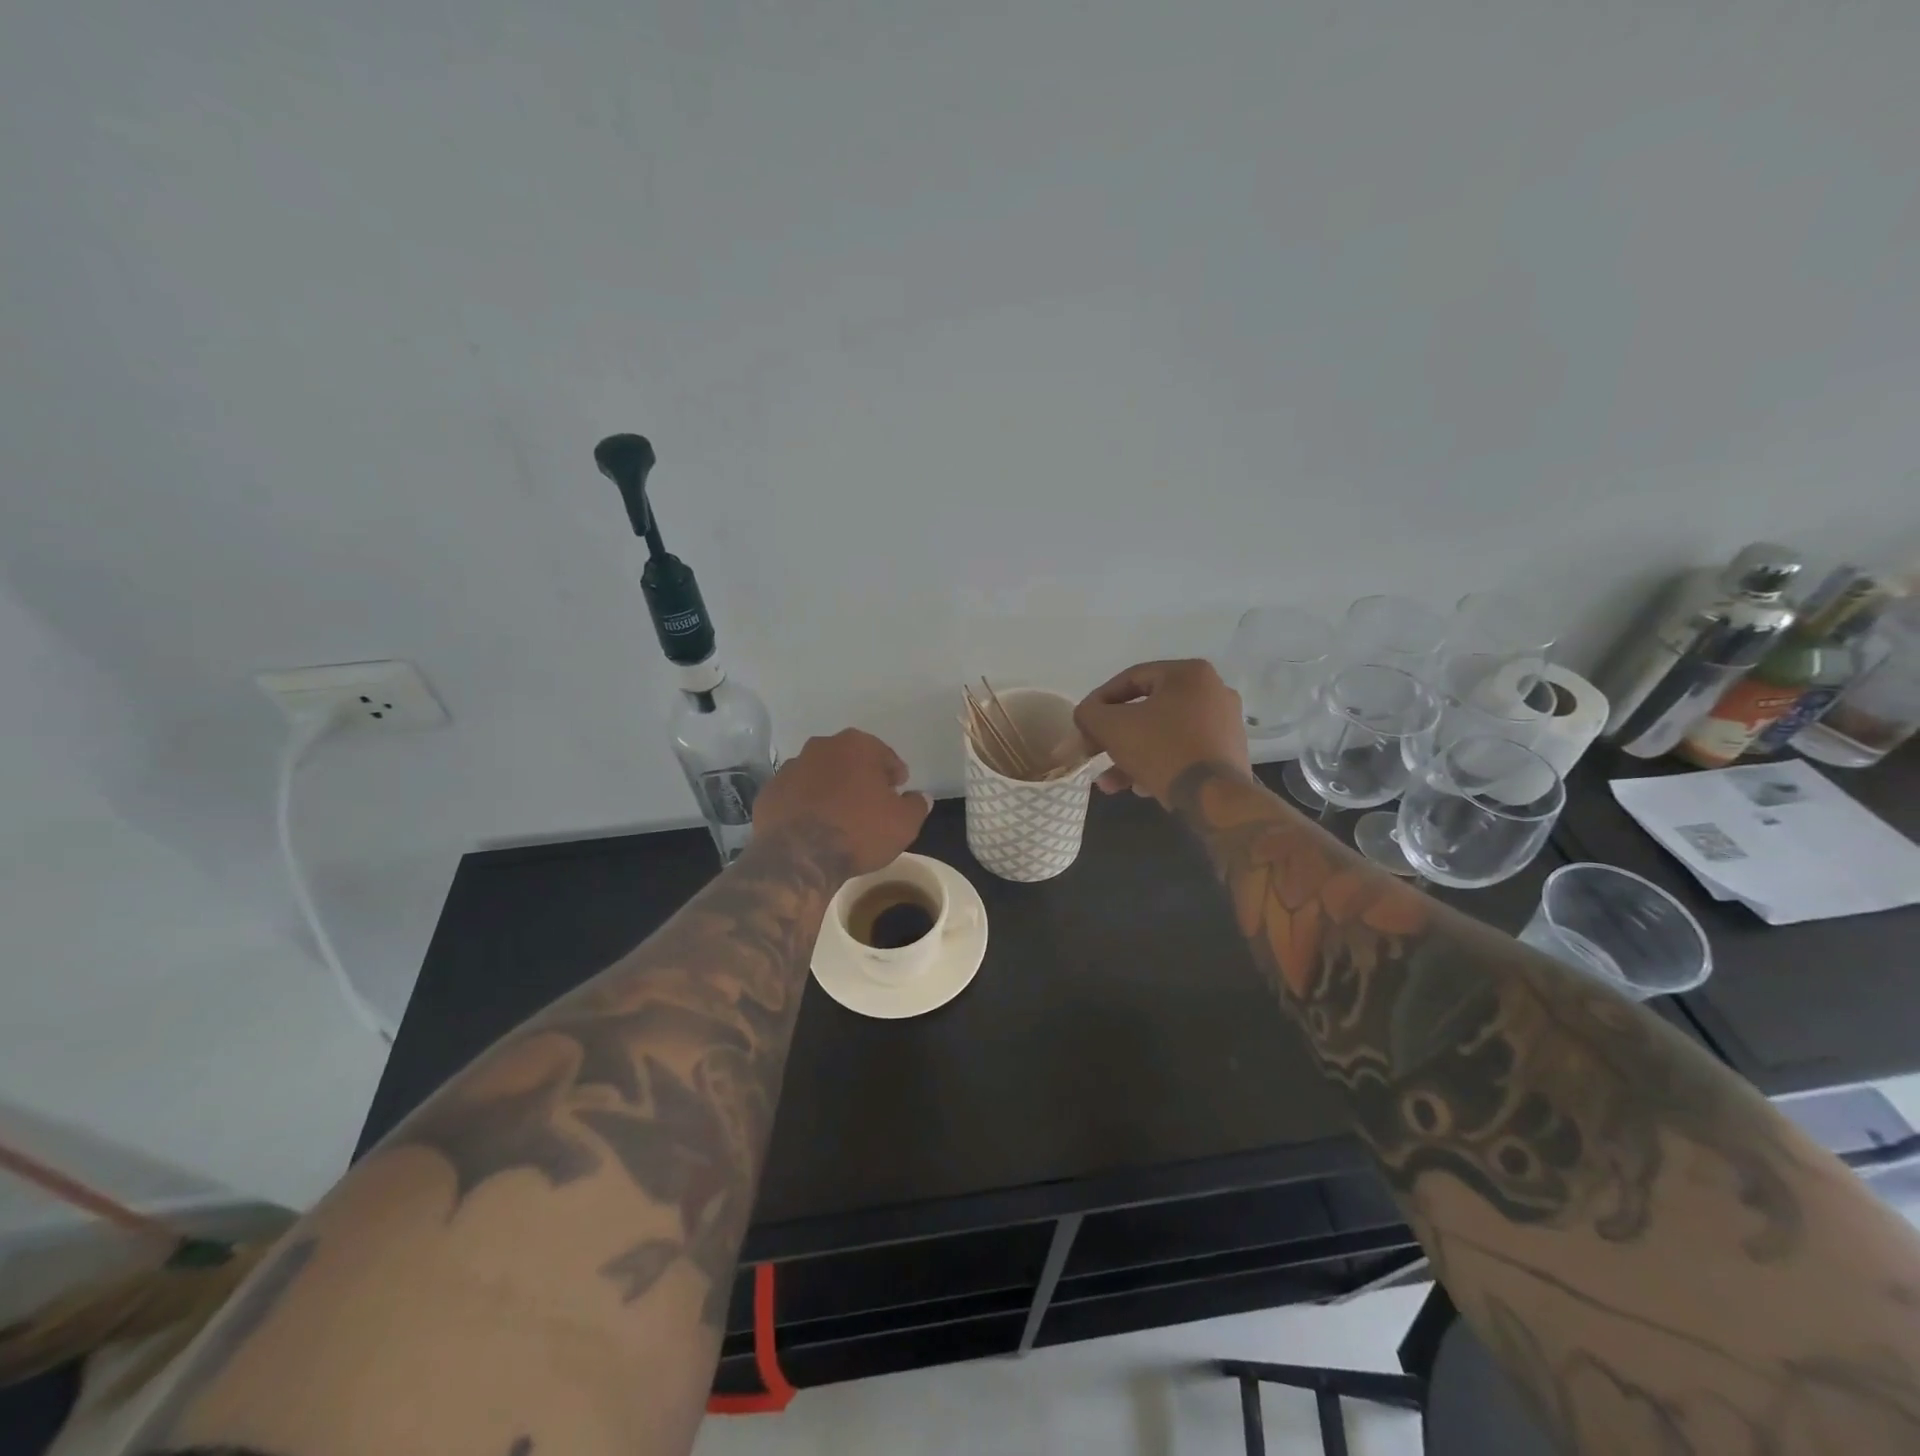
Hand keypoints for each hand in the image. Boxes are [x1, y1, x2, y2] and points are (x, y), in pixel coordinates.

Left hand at [753, 729, 931, 875]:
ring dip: (830, 788)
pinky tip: (812, 827)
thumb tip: (921, 797)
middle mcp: (821, 747)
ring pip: (819, 774)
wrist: (798, 858)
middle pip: (849, 759)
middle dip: (860, 777)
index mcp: (856, 745)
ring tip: (839, 817)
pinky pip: (795, 795)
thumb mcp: (904, 823)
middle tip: (871, 803)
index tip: (898, 791)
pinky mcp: (768, 792)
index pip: (884, 755)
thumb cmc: (859, 832)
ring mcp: (790, 768)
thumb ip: (917, 805)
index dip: (894, 774)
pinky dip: (804, 804)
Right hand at [1073, 660, 1251, 805]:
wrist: (1216, 799)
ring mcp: (1225, 724)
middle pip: (1147, 710)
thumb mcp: (1112, 727)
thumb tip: (1086, 714)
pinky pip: (1182, 751)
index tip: (1082, 723)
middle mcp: (1213, 691)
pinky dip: (1158, 764)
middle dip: (1114, 736)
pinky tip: (1138, 788)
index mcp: (1189, 674)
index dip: (1099, 701)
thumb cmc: (1162, 750)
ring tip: (1108, 783)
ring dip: (1131, 756)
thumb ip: (1090, 713)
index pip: (1131, 679)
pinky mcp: (1228, 753)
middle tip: (1093, 753)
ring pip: (1163, 734)